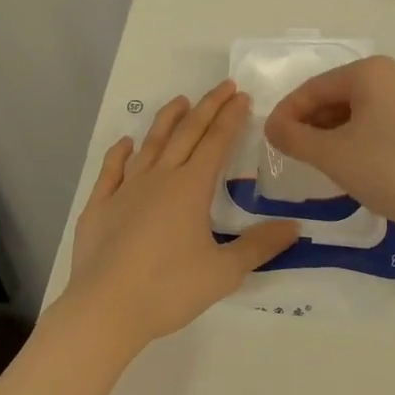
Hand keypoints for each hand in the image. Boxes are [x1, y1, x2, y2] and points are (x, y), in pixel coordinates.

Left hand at [65, 80, 298, 354]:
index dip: (231, 118)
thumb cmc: (169, 289)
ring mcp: (125, 189)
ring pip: (150, 144)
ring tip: (180, 100)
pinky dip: (119, 153)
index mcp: (190, 188)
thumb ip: (259, 246)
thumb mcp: (224, 272)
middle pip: (186, 133)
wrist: (105, 308)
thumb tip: (295, 226)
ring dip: (167, 120)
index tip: (242, 96)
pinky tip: (125, 143)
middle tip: (223, 86)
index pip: (216, 143)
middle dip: (207, 107)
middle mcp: (159, 178)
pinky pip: (111, 170)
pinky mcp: (99, 206)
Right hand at [264, 56, 394, 240]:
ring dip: (329, 135)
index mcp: (367, 71)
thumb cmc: (388, 169)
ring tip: (313, 162)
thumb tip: (272, 127)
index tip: (268, 140)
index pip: (312, 88)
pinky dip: (352, 141)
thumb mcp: (331, 154)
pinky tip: (345, 166)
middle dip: (308, 124)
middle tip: (289, 154)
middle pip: (333, 97)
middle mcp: (389, 76)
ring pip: (353, 113)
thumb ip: (293, 137)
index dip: (286, 114)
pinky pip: (373, 124)